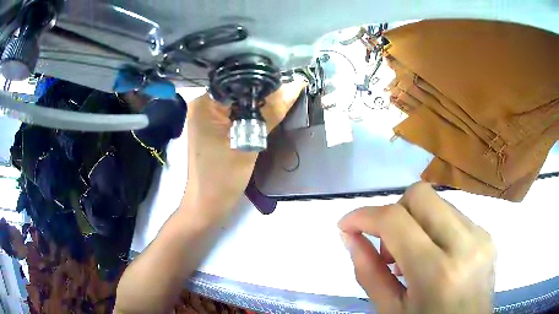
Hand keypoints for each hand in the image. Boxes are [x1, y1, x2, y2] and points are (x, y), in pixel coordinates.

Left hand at [184, 80, 305, 219]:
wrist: (207, 205)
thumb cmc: (223, 177)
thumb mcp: (250, 141)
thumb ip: (271, 112)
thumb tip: (295, 85)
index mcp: (204, 102)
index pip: (237, 79)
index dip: (262, 79)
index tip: (287, 78)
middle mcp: (202, 104)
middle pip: (237, 89)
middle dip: (262, 91)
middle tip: (290, 87)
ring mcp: (206, 116)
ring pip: (238, 102)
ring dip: (257, 103)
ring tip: (283, 97)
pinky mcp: (212, 127)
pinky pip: (234, 113)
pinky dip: (250, 114)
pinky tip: (266, 114)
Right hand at [338, 182, 495, 313]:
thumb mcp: (390, 310)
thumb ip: (368, 272)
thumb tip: (349, 235)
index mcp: (437, 273)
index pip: (395, 221)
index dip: (364, 216)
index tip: (346, 225)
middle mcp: (466, 245)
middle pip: (421, 195)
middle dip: (394, 211)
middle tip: (388, 245)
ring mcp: (481, 237)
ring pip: (438, 203)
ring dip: (415, 222)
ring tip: (412, 257)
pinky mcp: (487, 235)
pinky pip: (453, 216)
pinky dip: (434, 228)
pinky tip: (434, 257)